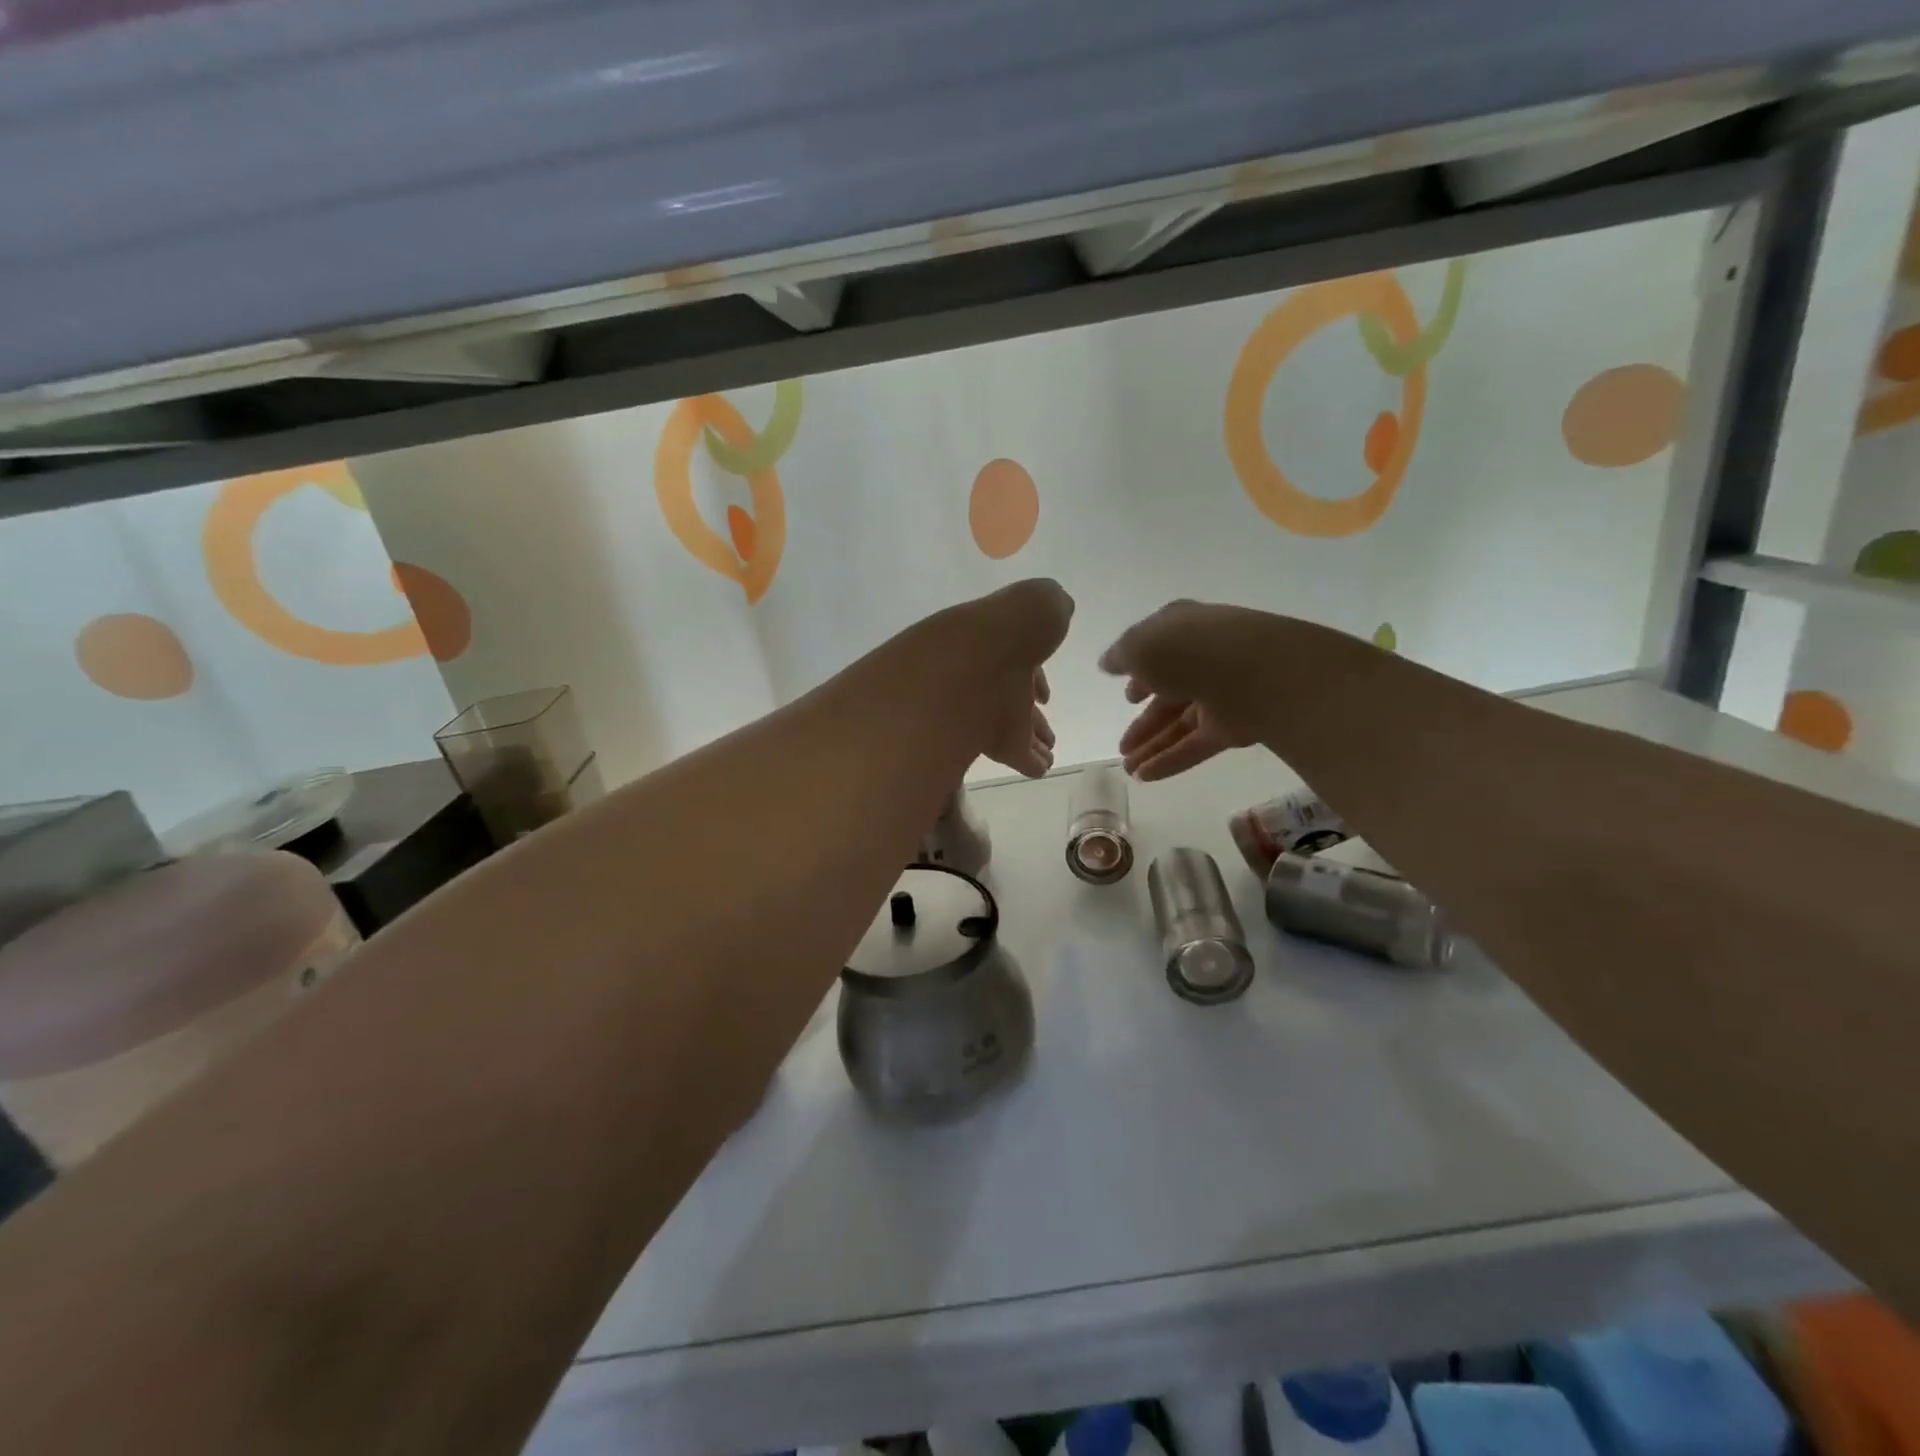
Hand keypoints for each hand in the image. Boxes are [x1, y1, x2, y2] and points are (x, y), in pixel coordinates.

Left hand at [949, 579, 1073, 776]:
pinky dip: (1030, 762)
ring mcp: (991, 713)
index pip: (1020, 662)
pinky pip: (1018, 755)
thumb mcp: (1039, 600)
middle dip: (1032, 715)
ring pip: (1017, 729)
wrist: (977, 665)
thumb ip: (1048, 605)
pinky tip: (1042, 769)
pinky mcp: (996, 745)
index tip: (1045, 694)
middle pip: (1016, 700)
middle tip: (1047, 732)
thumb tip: (1057, 609)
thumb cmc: (1010, 629)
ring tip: (1049, 751)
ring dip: (1033, 739)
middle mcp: (992, 679)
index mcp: (1002, 644)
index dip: (1035, 677)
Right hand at [1100, 600, 1272, 779]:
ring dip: (1152, 745)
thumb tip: (1108, 663)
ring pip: (1180, 724)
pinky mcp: (1233, 728)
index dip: (1140, 673)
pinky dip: (1169, 761)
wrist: (1254, 672)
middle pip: (1169, 694)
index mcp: (1184, 630)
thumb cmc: (1189, 649)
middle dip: (1144, 721)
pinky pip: (1195, 746)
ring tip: (1127, 768)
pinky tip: (1144, 777)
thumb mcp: (1140, 645)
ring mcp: (1221, 695)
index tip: (1126, 696)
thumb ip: (1121, 656)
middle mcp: (1203, 661)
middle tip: (1122, 744)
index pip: (1160, 651)